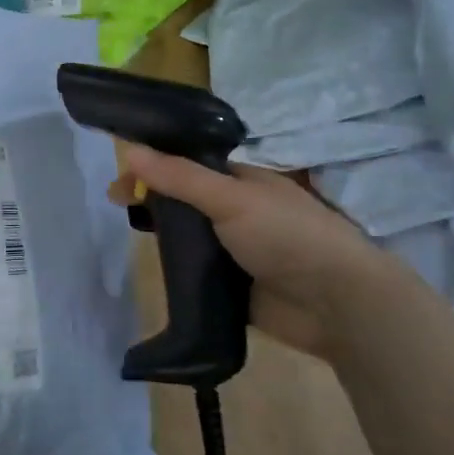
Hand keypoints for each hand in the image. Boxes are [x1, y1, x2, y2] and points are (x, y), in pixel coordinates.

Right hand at [110, 145, 394, 361]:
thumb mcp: (232, 198)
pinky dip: (175, 269)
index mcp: (242, 181)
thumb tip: (129, 149)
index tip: (120, 178)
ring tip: (128, 235)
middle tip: (116, 206)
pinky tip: (152, 267)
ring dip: (162, 235)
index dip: (153, 165)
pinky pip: (196, 272)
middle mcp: (237, 211)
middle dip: (152, 199)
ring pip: (188, 236)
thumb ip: (180, 177)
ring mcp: (234, 250)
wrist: (337, 304)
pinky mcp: (232, 286)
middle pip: (184, 199)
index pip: (188, 164)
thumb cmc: (289, 236)